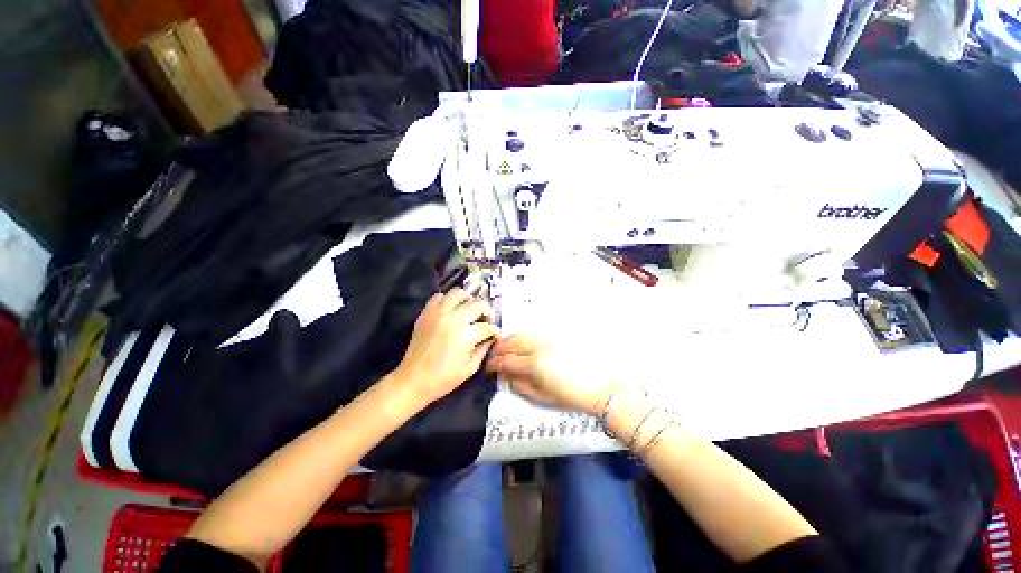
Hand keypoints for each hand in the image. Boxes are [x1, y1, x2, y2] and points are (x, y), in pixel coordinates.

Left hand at [394, 288, 499, 405]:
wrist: (413, 380)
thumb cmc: (443, 378)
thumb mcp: (470, 367)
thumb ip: (483, 348)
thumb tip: (491, 337)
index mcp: (465, 333)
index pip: (486, 324)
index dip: (493, 329)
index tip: (493, 333)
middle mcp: (452, 317)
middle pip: (476, 302)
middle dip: (484, 310)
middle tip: (483, 321)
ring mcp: (437, 313)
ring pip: (457, 292)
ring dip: (466, 300)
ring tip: (466, 312)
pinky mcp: (425, 313)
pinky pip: (438, 296)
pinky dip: (447, 300)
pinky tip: (449, 312)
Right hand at [486, 335, 623, 413]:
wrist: (600, 384)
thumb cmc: (573, 395)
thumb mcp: (543, 397)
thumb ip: (520, 385)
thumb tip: (504, 377)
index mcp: (535, 365)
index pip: (506, 361)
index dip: (493, 364)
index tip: (488, 367)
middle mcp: (539, 347)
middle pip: (511, 342)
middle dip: (498, 349)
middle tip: (493, 356)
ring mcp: (548, 338)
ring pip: (521, 334)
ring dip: (509, 340)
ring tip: (504, 348)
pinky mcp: (556, 334)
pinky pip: (533, 331)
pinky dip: (522, 336)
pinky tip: (521, 342)